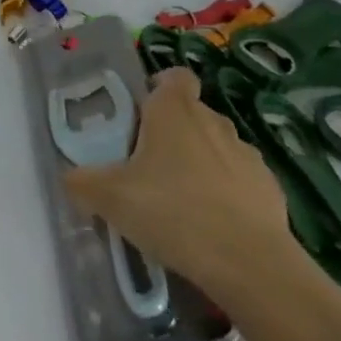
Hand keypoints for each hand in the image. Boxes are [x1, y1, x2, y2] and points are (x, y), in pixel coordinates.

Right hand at [63, 70, 297, 304]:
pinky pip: (240, 181)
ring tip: (181, 201)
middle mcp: (213, 121)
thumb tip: (70, 178)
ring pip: (216, 146)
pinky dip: (227, 194)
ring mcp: (246, 155)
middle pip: (191, 112)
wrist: (250, 265)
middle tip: (147, 165)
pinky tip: (212, 226)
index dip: (159, 87)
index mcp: (174, 110)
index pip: (173, 76)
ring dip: (200, 163)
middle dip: (172, 131)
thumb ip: (83, 182)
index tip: (141, 113)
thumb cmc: (173, 212)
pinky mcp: (270, 189)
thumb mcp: (110, 199)